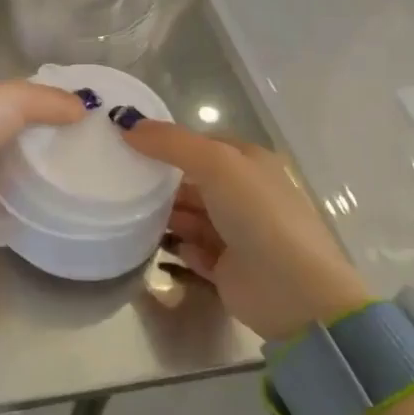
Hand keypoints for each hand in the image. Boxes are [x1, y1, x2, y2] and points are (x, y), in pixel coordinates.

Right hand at [115, 115, 370, 340]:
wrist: (294, 291)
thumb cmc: (258, 215)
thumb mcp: (216, 164)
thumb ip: (170, 142)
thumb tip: (126, 123)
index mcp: (250, 164)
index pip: (202, 145)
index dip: (168, 143)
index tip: (128, 145)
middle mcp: (245, 196)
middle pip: (192, 182)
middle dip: (160, 182)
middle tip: (120, 181)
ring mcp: (237, 234)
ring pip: (189, 217)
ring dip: (164, 216)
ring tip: (129, 214)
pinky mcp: (227, 269)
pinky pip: (192, 251)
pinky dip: (177, 248)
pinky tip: (162, 248)